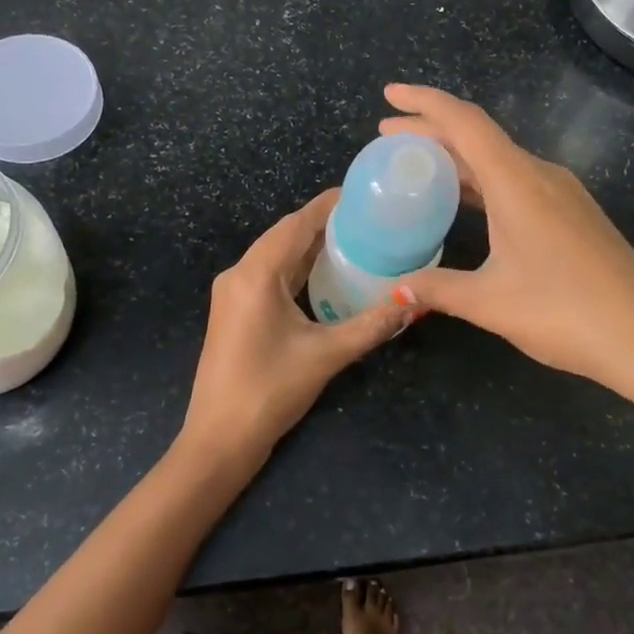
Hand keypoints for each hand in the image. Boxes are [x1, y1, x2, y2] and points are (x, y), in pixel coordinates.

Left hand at [180, 189, 408, 466]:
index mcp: (255, 274)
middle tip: (369, 218)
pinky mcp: (235, 311)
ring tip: (356, 239)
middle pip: (285, 235)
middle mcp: (239, 274)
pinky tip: (326, 273)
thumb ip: (371, 325)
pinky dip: (297, 268)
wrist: (219, 440)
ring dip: (310, 246)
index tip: (363, 194)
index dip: (328, 205)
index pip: (296, 224)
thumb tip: (414, 302)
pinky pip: (269, 275)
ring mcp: (233, 293)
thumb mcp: (326, 355)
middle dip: (324, 224)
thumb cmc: (269, 391)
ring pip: (276, 256)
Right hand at [378, 84, 633, 405]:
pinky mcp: (574, 216)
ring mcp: (563, 195)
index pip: (464, 122)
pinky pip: (518, 181)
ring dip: (458, 158)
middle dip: (431, 131)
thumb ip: (437, 289)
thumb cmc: (565, 312)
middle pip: (479, 137)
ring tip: (418, 166)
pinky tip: (468, 203)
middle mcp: (541, 175)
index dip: (424, 102)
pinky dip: (483, 181)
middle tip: (387, 137)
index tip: (389, 95)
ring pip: (500, 160)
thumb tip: (395, 292)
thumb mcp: (490, 302)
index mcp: (517, 181)